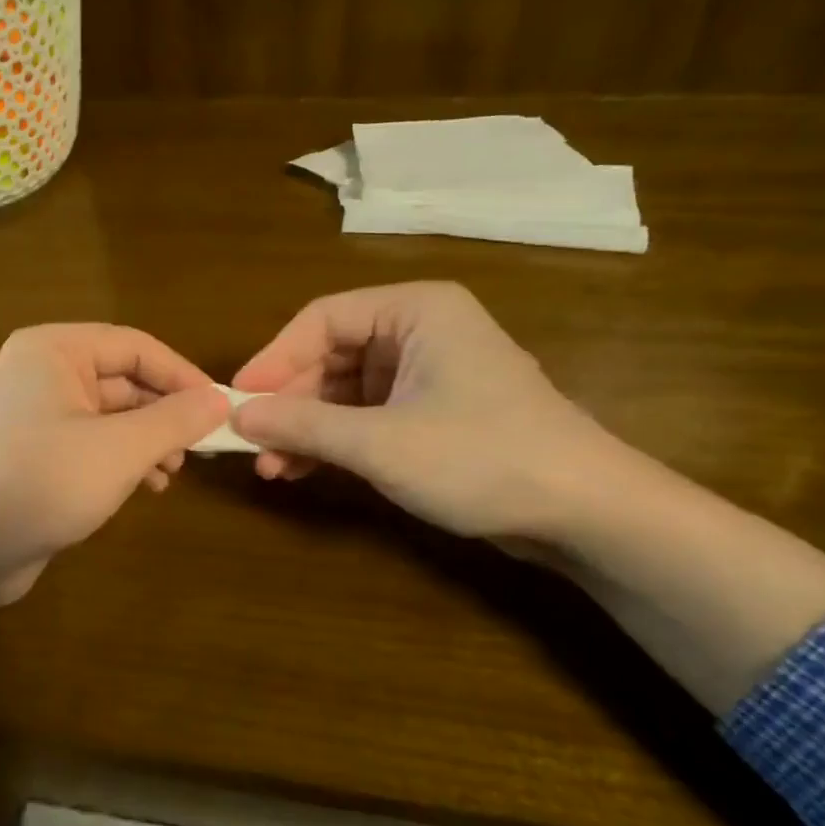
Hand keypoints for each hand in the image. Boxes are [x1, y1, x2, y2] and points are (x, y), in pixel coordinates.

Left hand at [0, 325, 227, 671]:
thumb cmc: (41, 482)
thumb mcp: (119, 450)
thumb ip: (174, 420)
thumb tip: (220, 400)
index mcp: (54, 350)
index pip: (135, 346)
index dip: (183, 375)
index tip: (222, 408)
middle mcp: (42, 372)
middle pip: (123, 379)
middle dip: (165, 412)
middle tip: (203, 446)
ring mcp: (35, 413)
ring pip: (110, 414)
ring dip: (148, 439)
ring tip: (174, 470)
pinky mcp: (35, 452)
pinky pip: (91, 442)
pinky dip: (122, 458)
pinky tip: (148, 486)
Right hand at [230, 283, 616, 541]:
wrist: (587, 514)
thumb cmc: (482, 457)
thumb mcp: (381, 442)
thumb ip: (304, 425)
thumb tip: (238, 414)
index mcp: (415, 310)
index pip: (322, 319)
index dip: (274, 359)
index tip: (237, 399)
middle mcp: (419, 331)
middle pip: (330, 356)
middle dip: (289, 403)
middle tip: (250, 443)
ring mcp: (427, 373)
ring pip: (344, 390)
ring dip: (306, 427)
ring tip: (270, 467)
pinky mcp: (431, 413)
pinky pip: (365, 416)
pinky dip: (334, 441)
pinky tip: (301, 470)